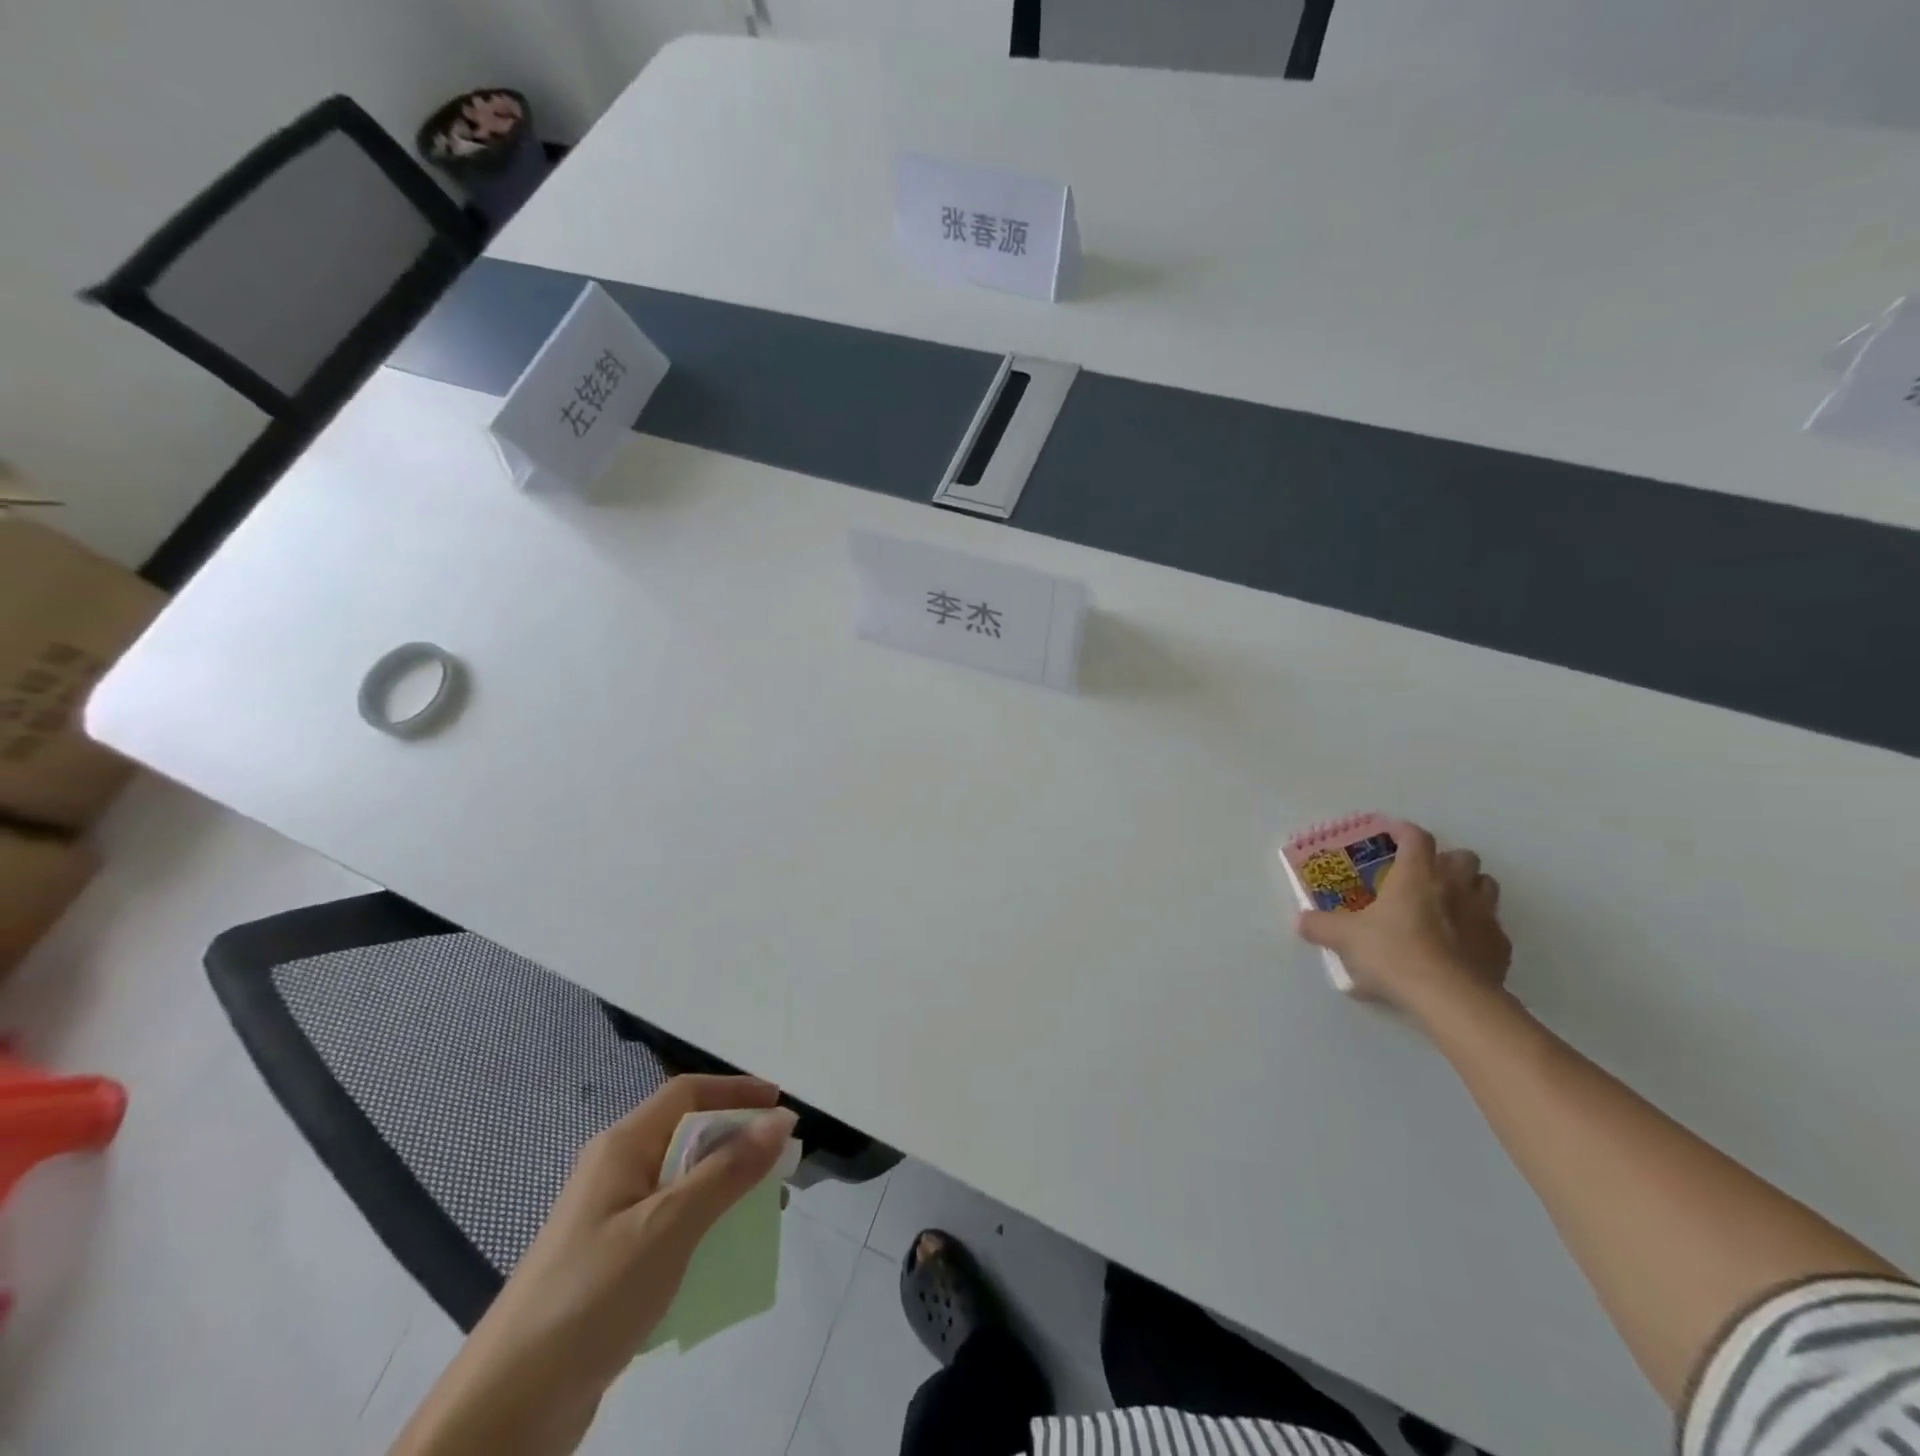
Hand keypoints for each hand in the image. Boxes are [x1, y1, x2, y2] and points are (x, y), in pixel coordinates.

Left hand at [393, 1076, 797, 1455]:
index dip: (737, 1091)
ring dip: (726, 1189)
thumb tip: (781, 1119)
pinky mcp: (611, 1264)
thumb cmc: (592, 1296)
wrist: (506, 1411)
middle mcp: (615, 1171)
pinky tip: (724, 1257)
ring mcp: (611, 1220)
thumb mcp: (670, 1226)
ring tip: (765, 1214)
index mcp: (622, 1147)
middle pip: (688, 1136)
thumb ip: (728, 1171)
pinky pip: (671, 1226)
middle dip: (739, 1144)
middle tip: (782, 1168)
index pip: (688, 1094)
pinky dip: (704, 1229)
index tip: (782, 1108)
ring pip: (683, 1184)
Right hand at [1296, 821, 1510, 1016]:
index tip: (1393, 836)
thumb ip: (1321, 926)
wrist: (1451, 999)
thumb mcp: (1345, 939)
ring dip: (1470, 888)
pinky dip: (1480, 929)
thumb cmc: (1394, 954)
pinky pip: (1494, 928)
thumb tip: (1301, 921)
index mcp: (1416, 875)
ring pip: (1486, 886)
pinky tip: (1462, 947)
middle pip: (1463, 856)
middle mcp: (1454, 886)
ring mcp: (1484, 916)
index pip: (1416, 838)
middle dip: (1446, 860)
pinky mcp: (1501, 947)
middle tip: (1424, 876)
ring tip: (1448, 905)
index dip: (1405, 832)